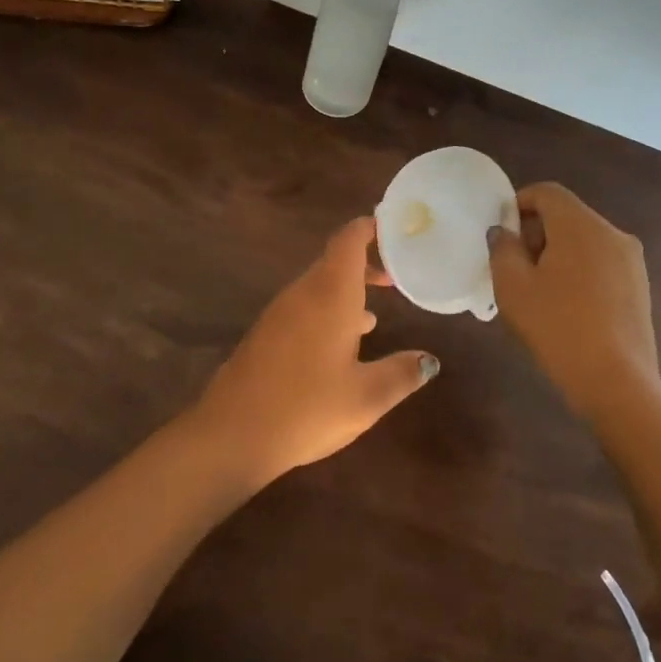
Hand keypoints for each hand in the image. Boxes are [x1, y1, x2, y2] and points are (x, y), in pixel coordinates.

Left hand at [192, 217, 438, 485]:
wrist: (232, 433)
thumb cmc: (306, 408)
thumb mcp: (366, 397)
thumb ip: (402, 373)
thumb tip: (429, 359)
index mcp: (330, 294)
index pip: (349, 240)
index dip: (371, 227)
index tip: (395, 228)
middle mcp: (304, 293)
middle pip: (336, 260)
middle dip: (366, 263)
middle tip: (397, 275)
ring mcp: (281, 312)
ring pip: (320, 285)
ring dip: (348, 290)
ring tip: (377, 312)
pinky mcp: (267, 333)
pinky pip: (305, 306)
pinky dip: (330, 310)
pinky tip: (344, 343)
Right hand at [488, 183, 659, 421]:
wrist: (617, 382)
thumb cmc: (557, 327)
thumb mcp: (513, 287)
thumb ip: (503, 249)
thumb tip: (504, 232)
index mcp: (581, 225)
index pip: (547, 192)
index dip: (519, 203)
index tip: (503, 233)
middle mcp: (612, 233)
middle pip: (567, 215)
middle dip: (537, 232)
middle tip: (515, 266)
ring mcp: (631, 261)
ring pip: (585, 240)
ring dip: (558, 253)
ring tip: (539, 290)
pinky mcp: (640, 287)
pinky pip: (602, 263)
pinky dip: (580, 271)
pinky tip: (567, 307)